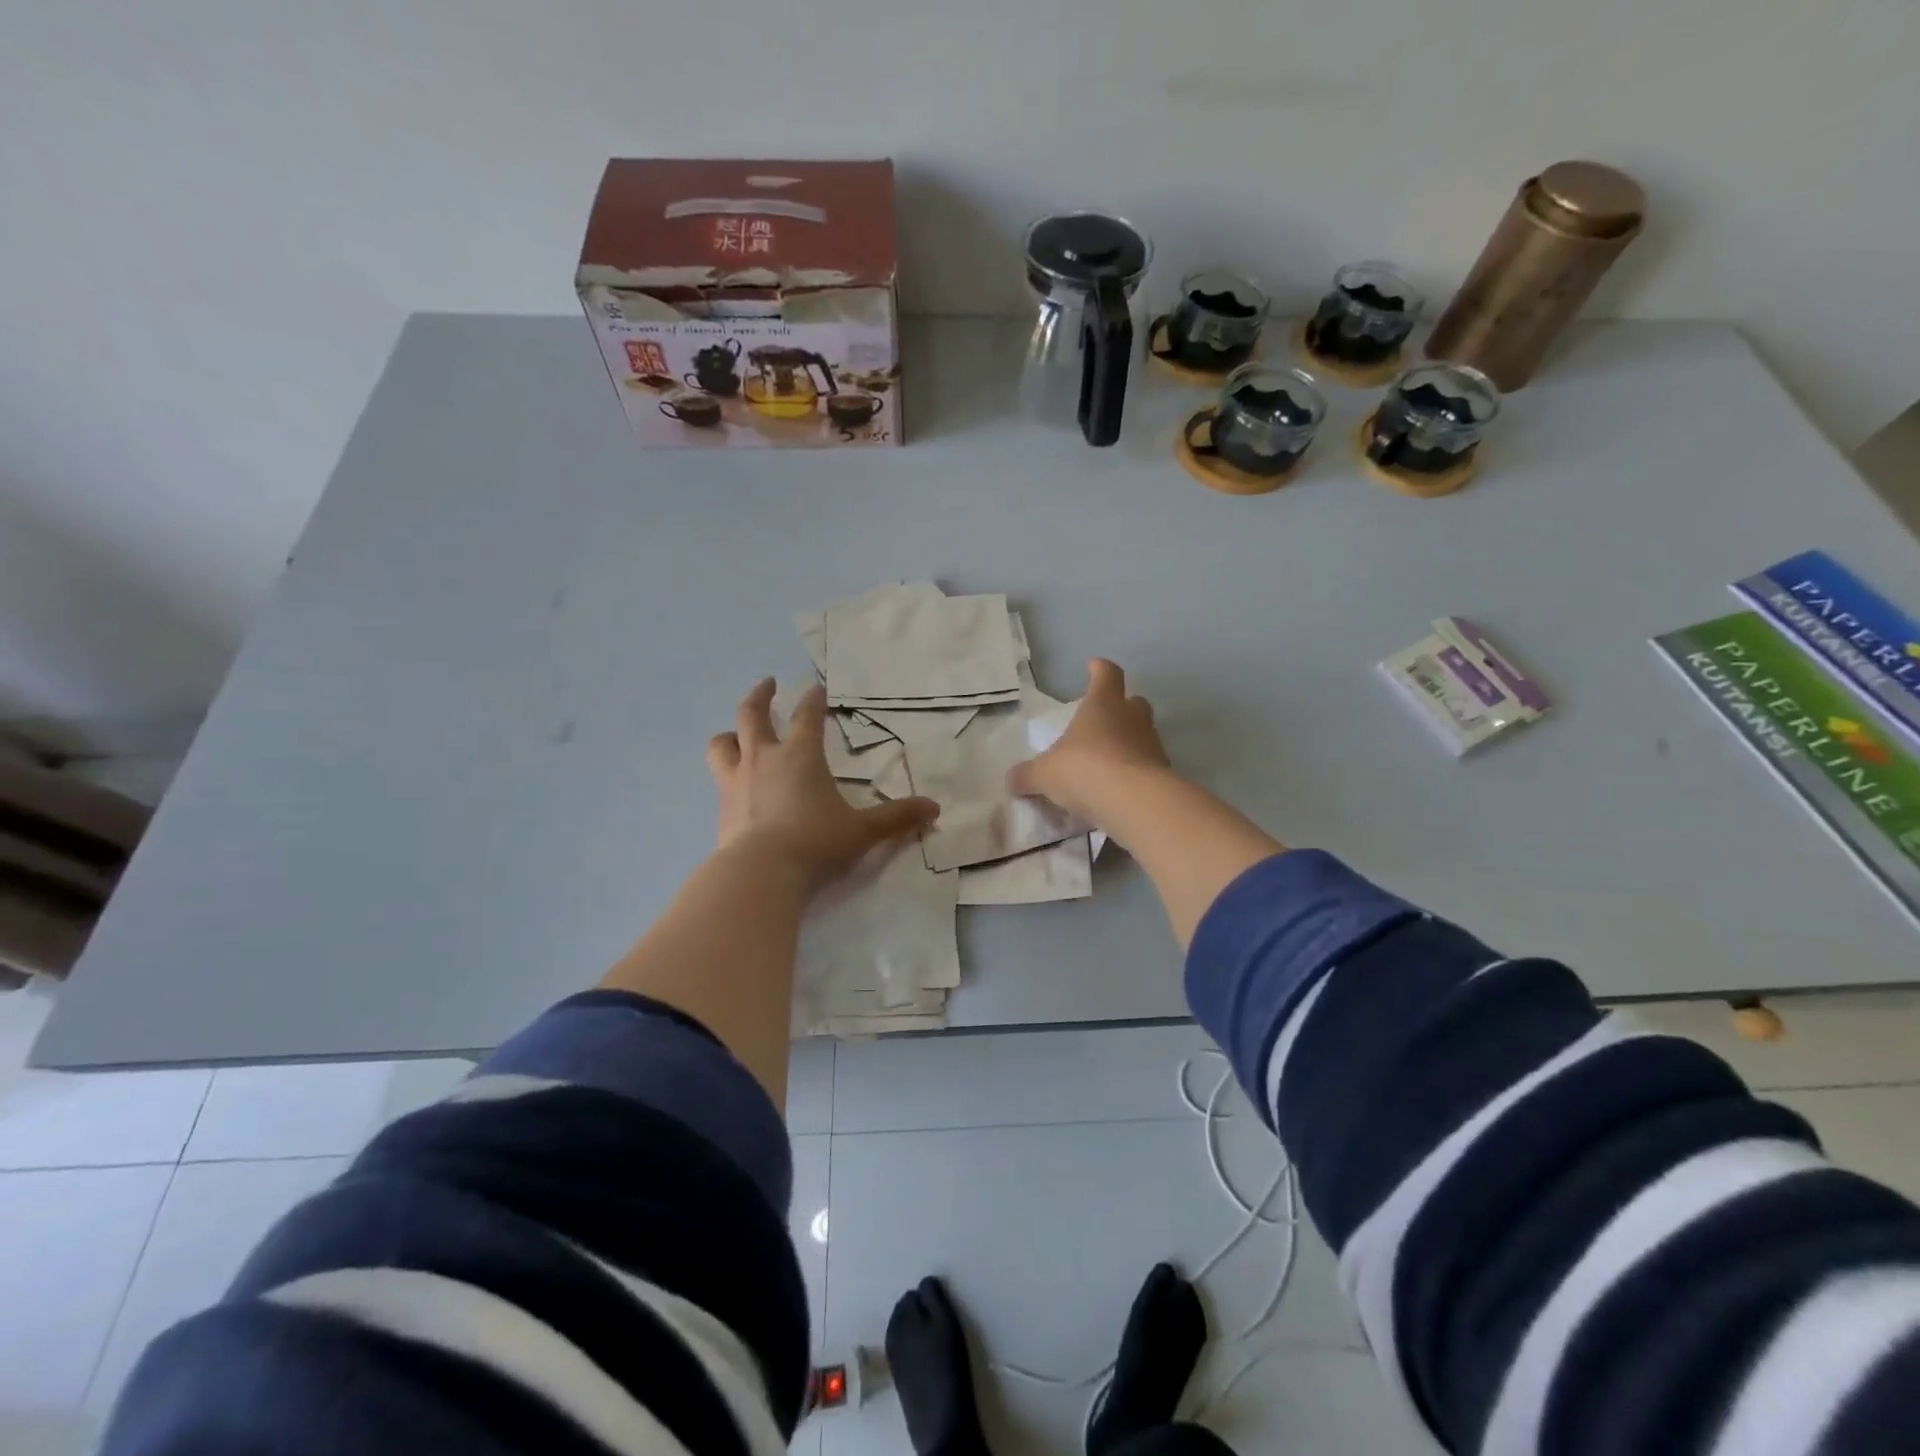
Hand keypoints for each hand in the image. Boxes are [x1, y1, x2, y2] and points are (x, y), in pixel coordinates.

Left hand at [707, 678, 938, 892]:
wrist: (760, 873)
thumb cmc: (816, 842)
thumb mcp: (863, 831)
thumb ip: (897, 818)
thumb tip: (934, 809)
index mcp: (800, 755)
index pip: (807, 715)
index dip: (814, 699)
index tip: (818, 688)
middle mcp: (764, 758)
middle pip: (753, 714)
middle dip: (761, 695)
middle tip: (768, 684)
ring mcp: (736, 781)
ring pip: (723, 744)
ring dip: (731, 733)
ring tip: (736, 733)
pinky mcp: (721, 807)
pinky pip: (718, 779)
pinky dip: (725, 774)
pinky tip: (734, 785)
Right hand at [1007, 659, 1170, 827]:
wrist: (1135, 803)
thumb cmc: (1085, 770)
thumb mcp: (1044, 775)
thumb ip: (1027, 775)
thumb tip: (1011, 780)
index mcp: (1102, 705)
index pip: (1107, 674)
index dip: (1100, 669)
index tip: (1094, 666)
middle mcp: (1132, 718)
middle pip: (1133, 702)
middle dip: (1121, 707)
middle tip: (1103, 721)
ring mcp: (1152, 745)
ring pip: (1143, 735)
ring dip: (1129, 743)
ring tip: (1108, 762)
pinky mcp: (1165, 774)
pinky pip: (1148, 766)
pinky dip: (1136, 772)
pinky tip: (1119, 790)